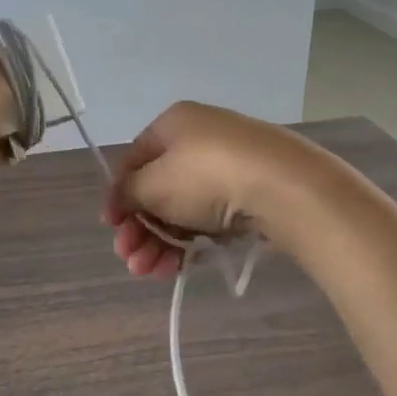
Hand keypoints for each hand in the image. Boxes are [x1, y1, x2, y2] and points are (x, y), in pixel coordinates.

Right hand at [104, 102, 319, 278]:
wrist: (285, 187)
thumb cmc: (206, 176)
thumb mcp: (153, 184)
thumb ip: (129, 193)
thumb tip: (122, 200)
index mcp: (174, 124)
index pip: (134, 159)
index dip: (118, 194)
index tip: (111, 227)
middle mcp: (200, 138)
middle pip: (158, 188)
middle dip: (140, 228)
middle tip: (130, 259)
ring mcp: (230, 166)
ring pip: (184, 208)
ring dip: (160, 242)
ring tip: (150, 272)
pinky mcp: (253, 193)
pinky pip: (211, 218)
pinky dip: (191, 241)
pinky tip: (178, 267)